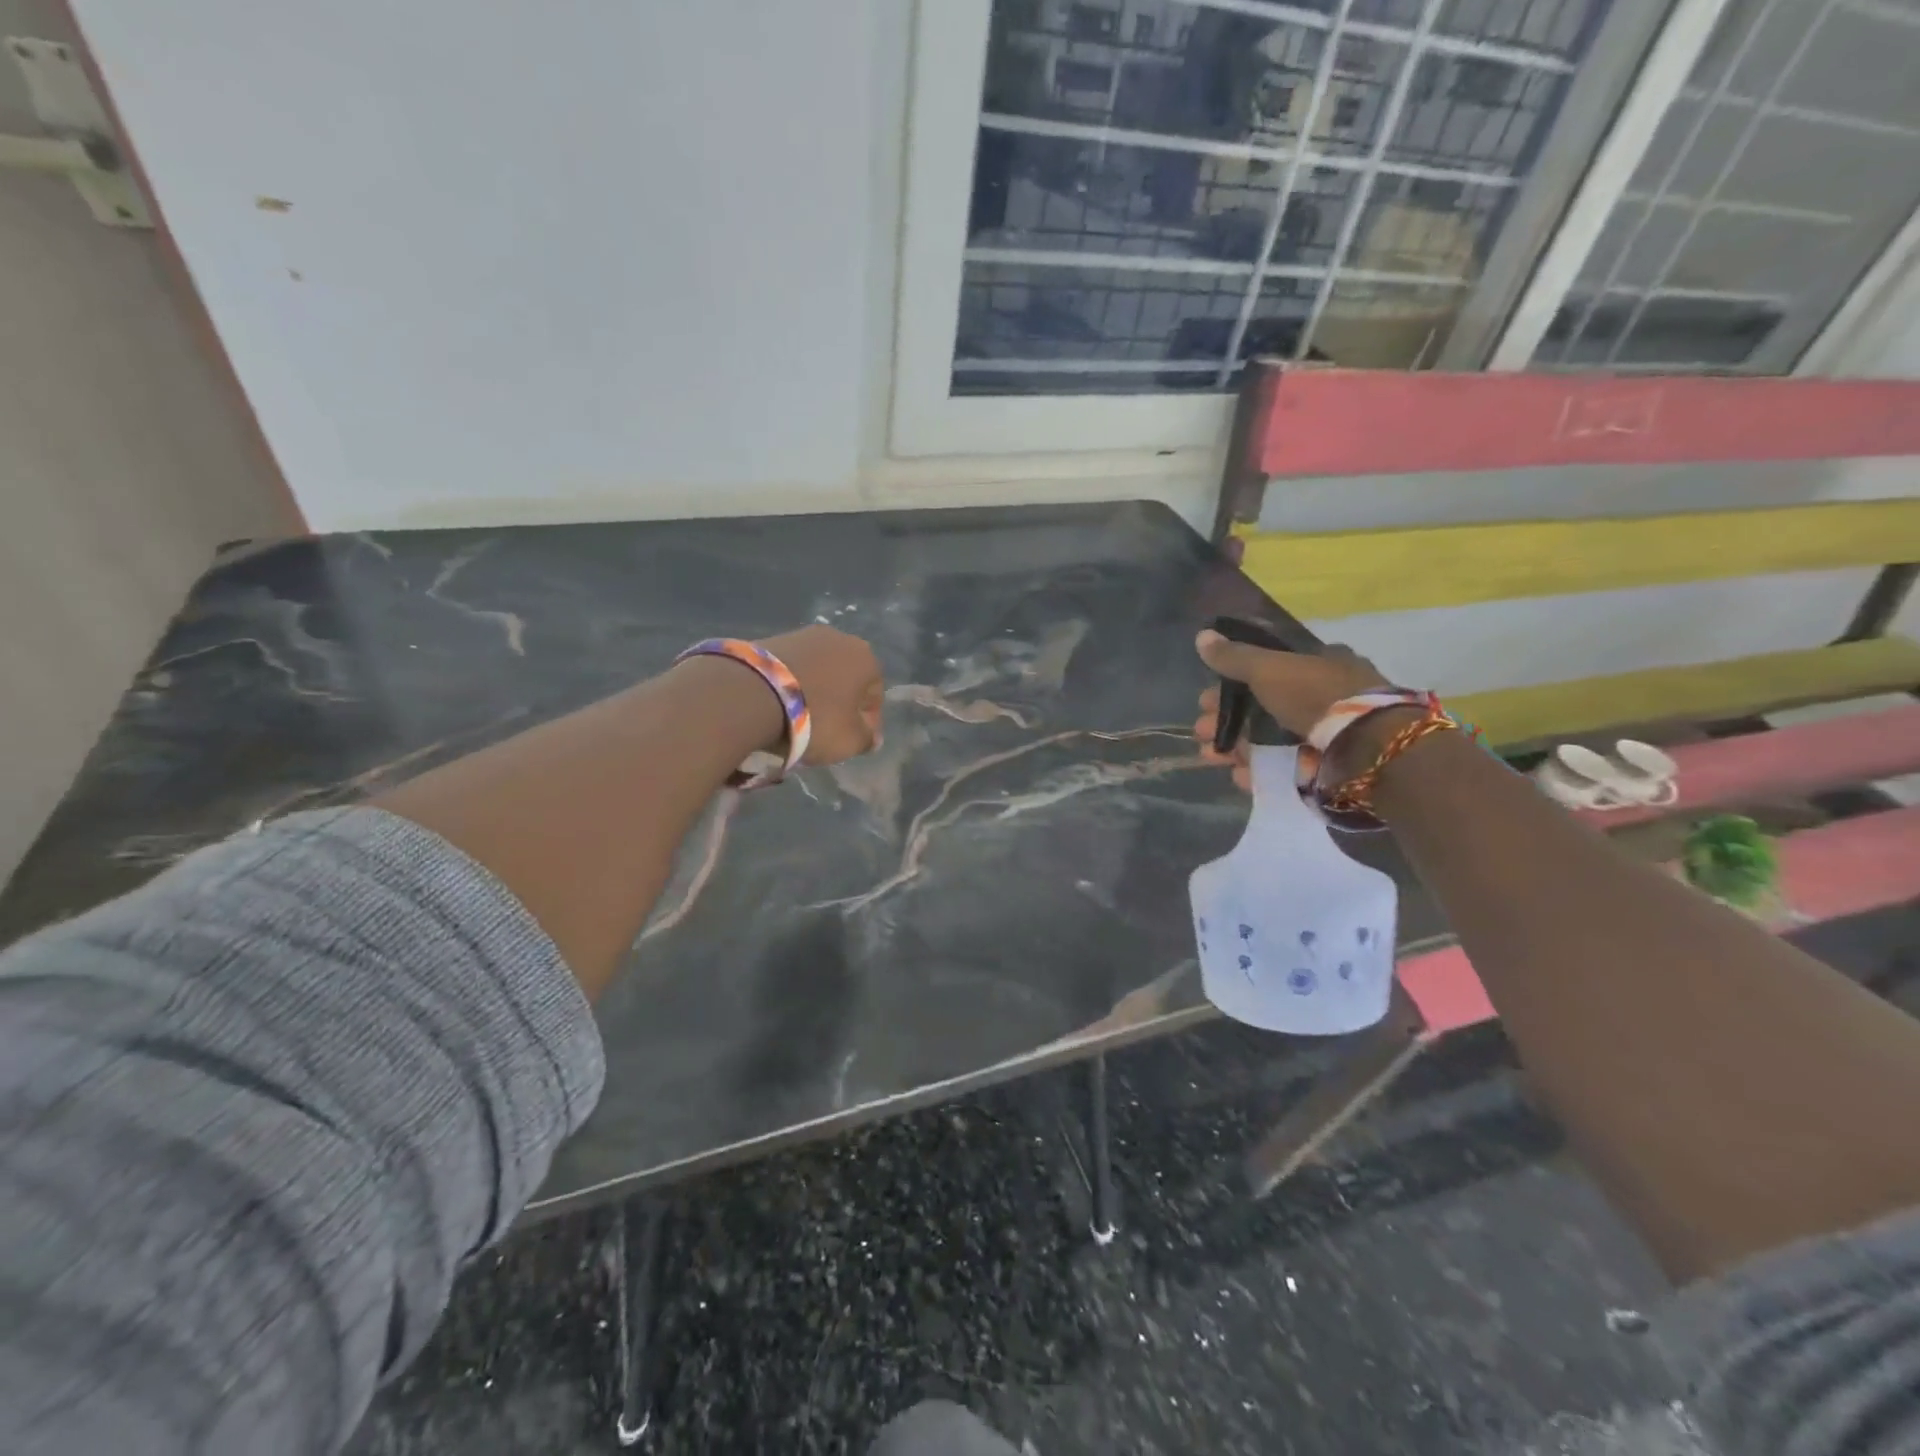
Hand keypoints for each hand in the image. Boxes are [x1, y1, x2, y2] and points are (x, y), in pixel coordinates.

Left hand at [760, 625, 883, 764]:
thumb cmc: (815, 718)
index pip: (874, 696)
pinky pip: (792, 668)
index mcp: (866, 659)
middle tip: (825, 729)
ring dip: (814, 691)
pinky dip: (790, 684)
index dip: (866, 722)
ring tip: (797, 718)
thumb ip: (867, 739)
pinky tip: (778, 704)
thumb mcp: (850, 741)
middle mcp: (840, 639)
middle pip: (846, 679)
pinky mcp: (774, 638)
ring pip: (818, 671)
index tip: (850, 740)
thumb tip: (871, 736)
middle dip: (839, 702)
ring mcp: (804, 634)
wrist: (753, 693)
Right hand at [1193, 632, 1389, 790]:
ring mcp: (1326, 733)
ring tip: (1211, 757)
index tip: (1207, 699)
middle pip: (1264, 707)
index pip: (1267, 670)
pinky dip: (1259, 770)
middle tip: (1202, 731)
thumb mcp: (1268, 668)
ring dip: (1236, 747)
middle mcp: (1324, 695)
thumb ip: (1234, 657)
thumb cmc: (1314, 695)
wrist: (1364, 747)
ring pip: (1269, 739)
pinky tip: (1238, 775)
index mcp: (1318, 663)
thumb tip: (1201, 636)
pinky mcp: (1327, 765)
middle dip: (1227, 719)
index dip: (1233, 684)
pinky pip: (1285, 765)